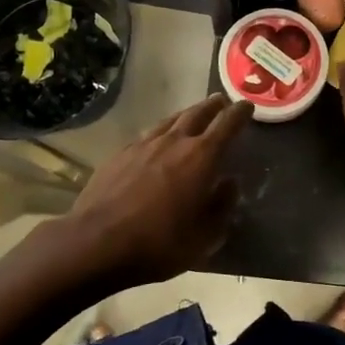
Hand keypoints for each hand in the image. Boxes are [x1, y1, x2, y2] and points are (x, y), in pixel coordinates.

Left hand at [47, 94, 253, 288]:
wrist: (96, 243)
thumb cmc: (159, 243)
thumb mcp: (205, 237)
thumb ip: (222, 206)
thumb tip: (229, 184)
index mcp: (201, 157)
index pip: (227, 124)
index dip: (240, 113)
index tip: (248, 106)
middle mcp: (174, 141)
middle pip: (198, 113)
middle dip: (213, 106)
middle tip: (222, 101)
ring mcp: (143, 145)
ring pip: (171, 120)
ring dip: (187, 114)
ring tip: (193, 115)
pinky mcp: (120, 154)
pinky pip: (148, 134)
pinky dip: (162, 131)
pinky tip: (158, 140)